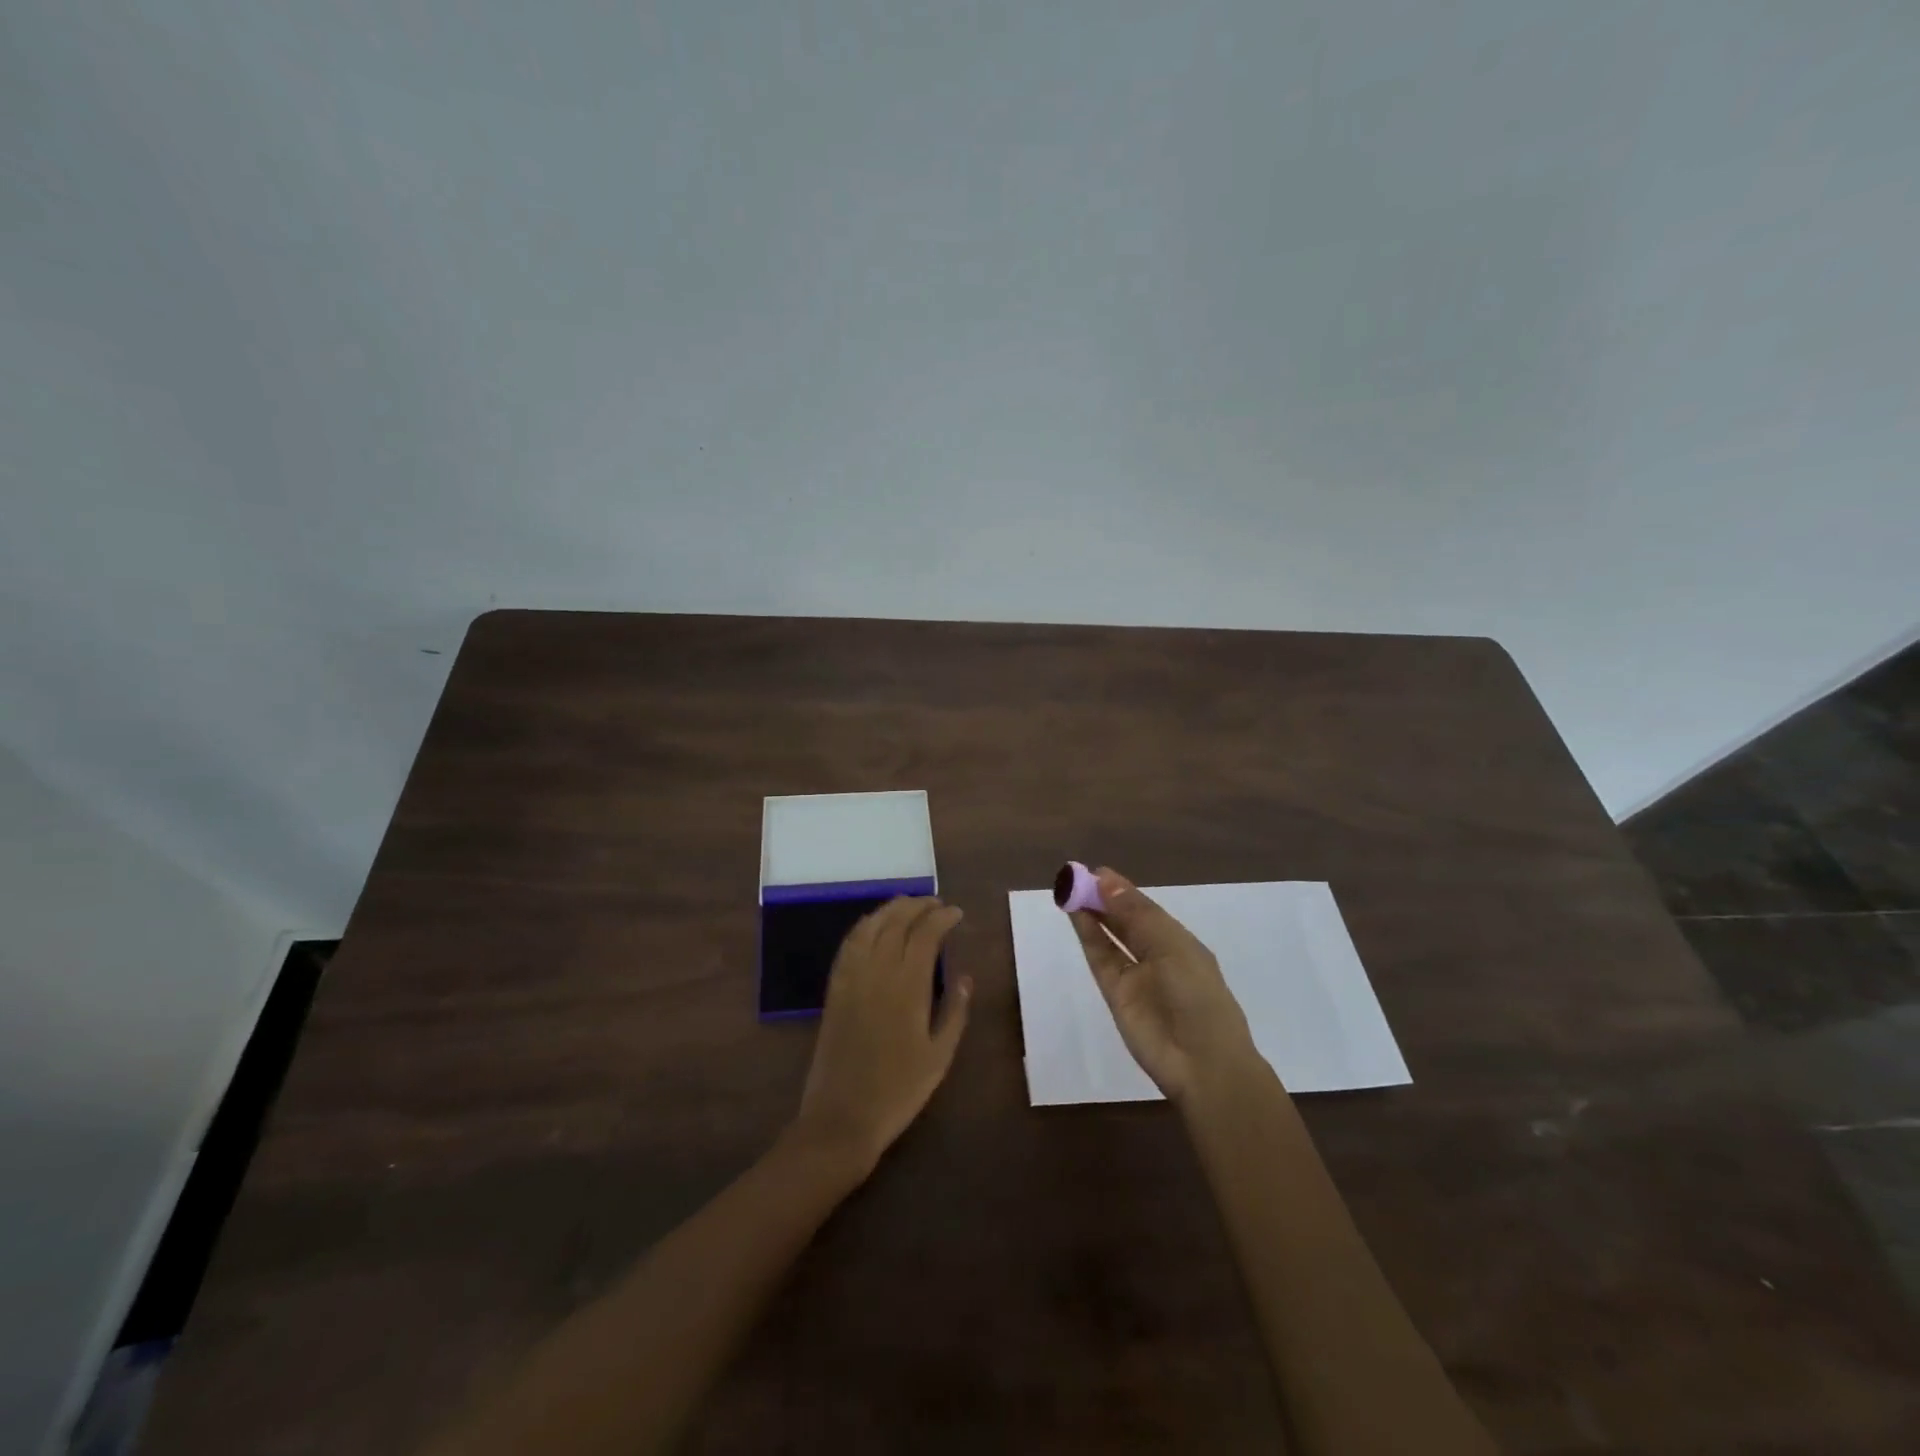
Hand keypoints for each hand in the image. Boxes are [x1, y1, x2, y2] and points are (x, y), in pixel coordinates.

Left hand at [791, 897, 972, 1176]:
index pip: (926, 934)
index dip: (942, 917)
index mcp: (908, 986)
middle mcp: (878, 971)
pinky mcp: (834, 988)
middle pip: (897, 922)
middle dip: (918, 906)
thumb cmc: (899, 1090)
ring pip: (871, 926)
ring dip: (891, 909)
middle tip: (936, 904)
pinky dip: (865, 926)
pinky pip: (849, 944)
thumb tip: (966, 977)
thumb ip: (955, 1011)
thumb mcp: (940, 1056)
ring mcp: (852, 977)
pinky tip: (874, 926)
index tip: (957, 913)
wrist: (842, 1117)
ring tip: (909, 905)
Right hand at [1070, 868, 1260, 1103]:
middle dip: (1104, 899)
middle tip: (1076, 877)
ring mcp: (1135, 976)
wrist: (1201, 1063)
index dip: (1122, 890)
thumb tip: (1105, 880)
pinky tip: (1075, 914)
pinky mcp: (1116, 994)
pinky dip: (1088, 935)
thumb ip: (1136, 914)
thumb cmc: (1198, 996)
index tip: (1096, 871)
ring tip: (1070, 890)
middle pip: (1125, 921)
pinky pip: (1100, 958)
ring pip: (1109, 937)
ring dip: (1092, 914)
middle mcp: (1157, 955)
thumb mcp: (1172, 946)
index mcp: (1179, 942)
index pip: (1146, 909)